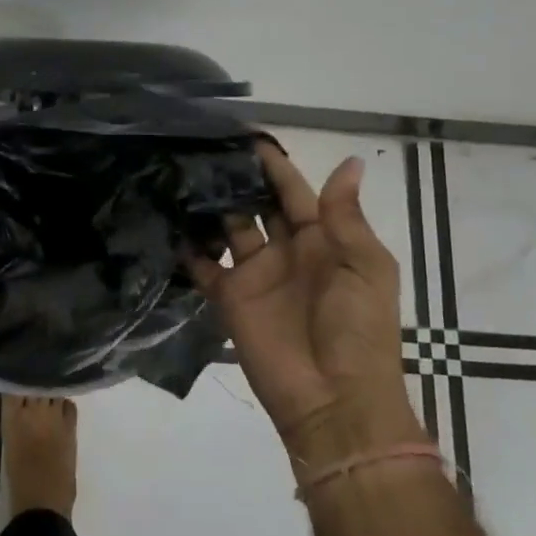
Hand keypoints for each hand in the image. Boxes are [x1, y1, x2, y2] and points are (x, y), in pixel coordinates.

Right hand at [190, 144, 421, 448]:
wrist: (335, 398)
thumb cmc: (359, 329)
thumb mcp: (365, 266)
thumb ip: (346, 216)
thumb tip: (351, 161)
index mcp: (323, 240)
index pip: (294, 192)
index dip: (274, 166)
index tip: (247, 137)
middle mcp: (286, 251)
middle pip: (258, 205)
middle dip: (237, 178)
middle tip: (205, 148)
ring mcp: (255, 274)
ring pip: (228, 227)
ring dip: (211, 205)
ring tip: (182, 174)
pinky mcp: (229, 298)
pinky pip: (205, 267)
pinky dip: (189, 248)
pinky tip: (169, 221)